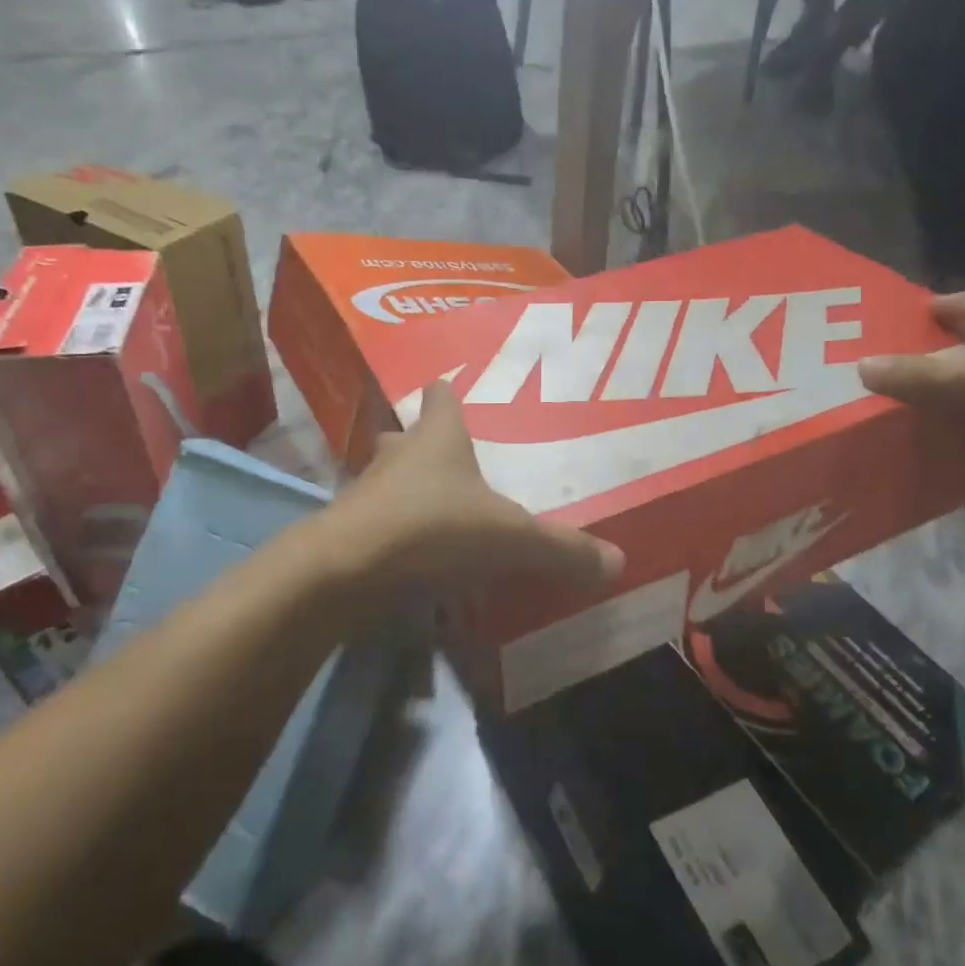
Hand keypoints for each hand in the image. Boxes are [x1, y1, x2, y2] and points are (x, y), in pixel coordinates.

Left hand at [331, 381, 625, 598]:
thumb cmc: (433, 529)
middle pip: (408, 436)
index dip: (448, 395)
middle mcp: (398, 455)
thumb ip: (562, 550)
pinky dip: (395, 534)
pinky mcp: (347, 531)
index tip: (454, 393)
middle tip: (453, 462)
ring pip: (387, 479)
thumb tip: (618, 562)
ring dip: (407, 490)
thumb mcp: (511, 539)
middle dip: (425, 444)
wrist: (345, 572)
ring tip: (438, 512)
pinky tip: (416, 558)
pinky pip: (377, 523)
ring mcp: (366, 492)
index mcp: (438, 439)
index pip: (441, 398)